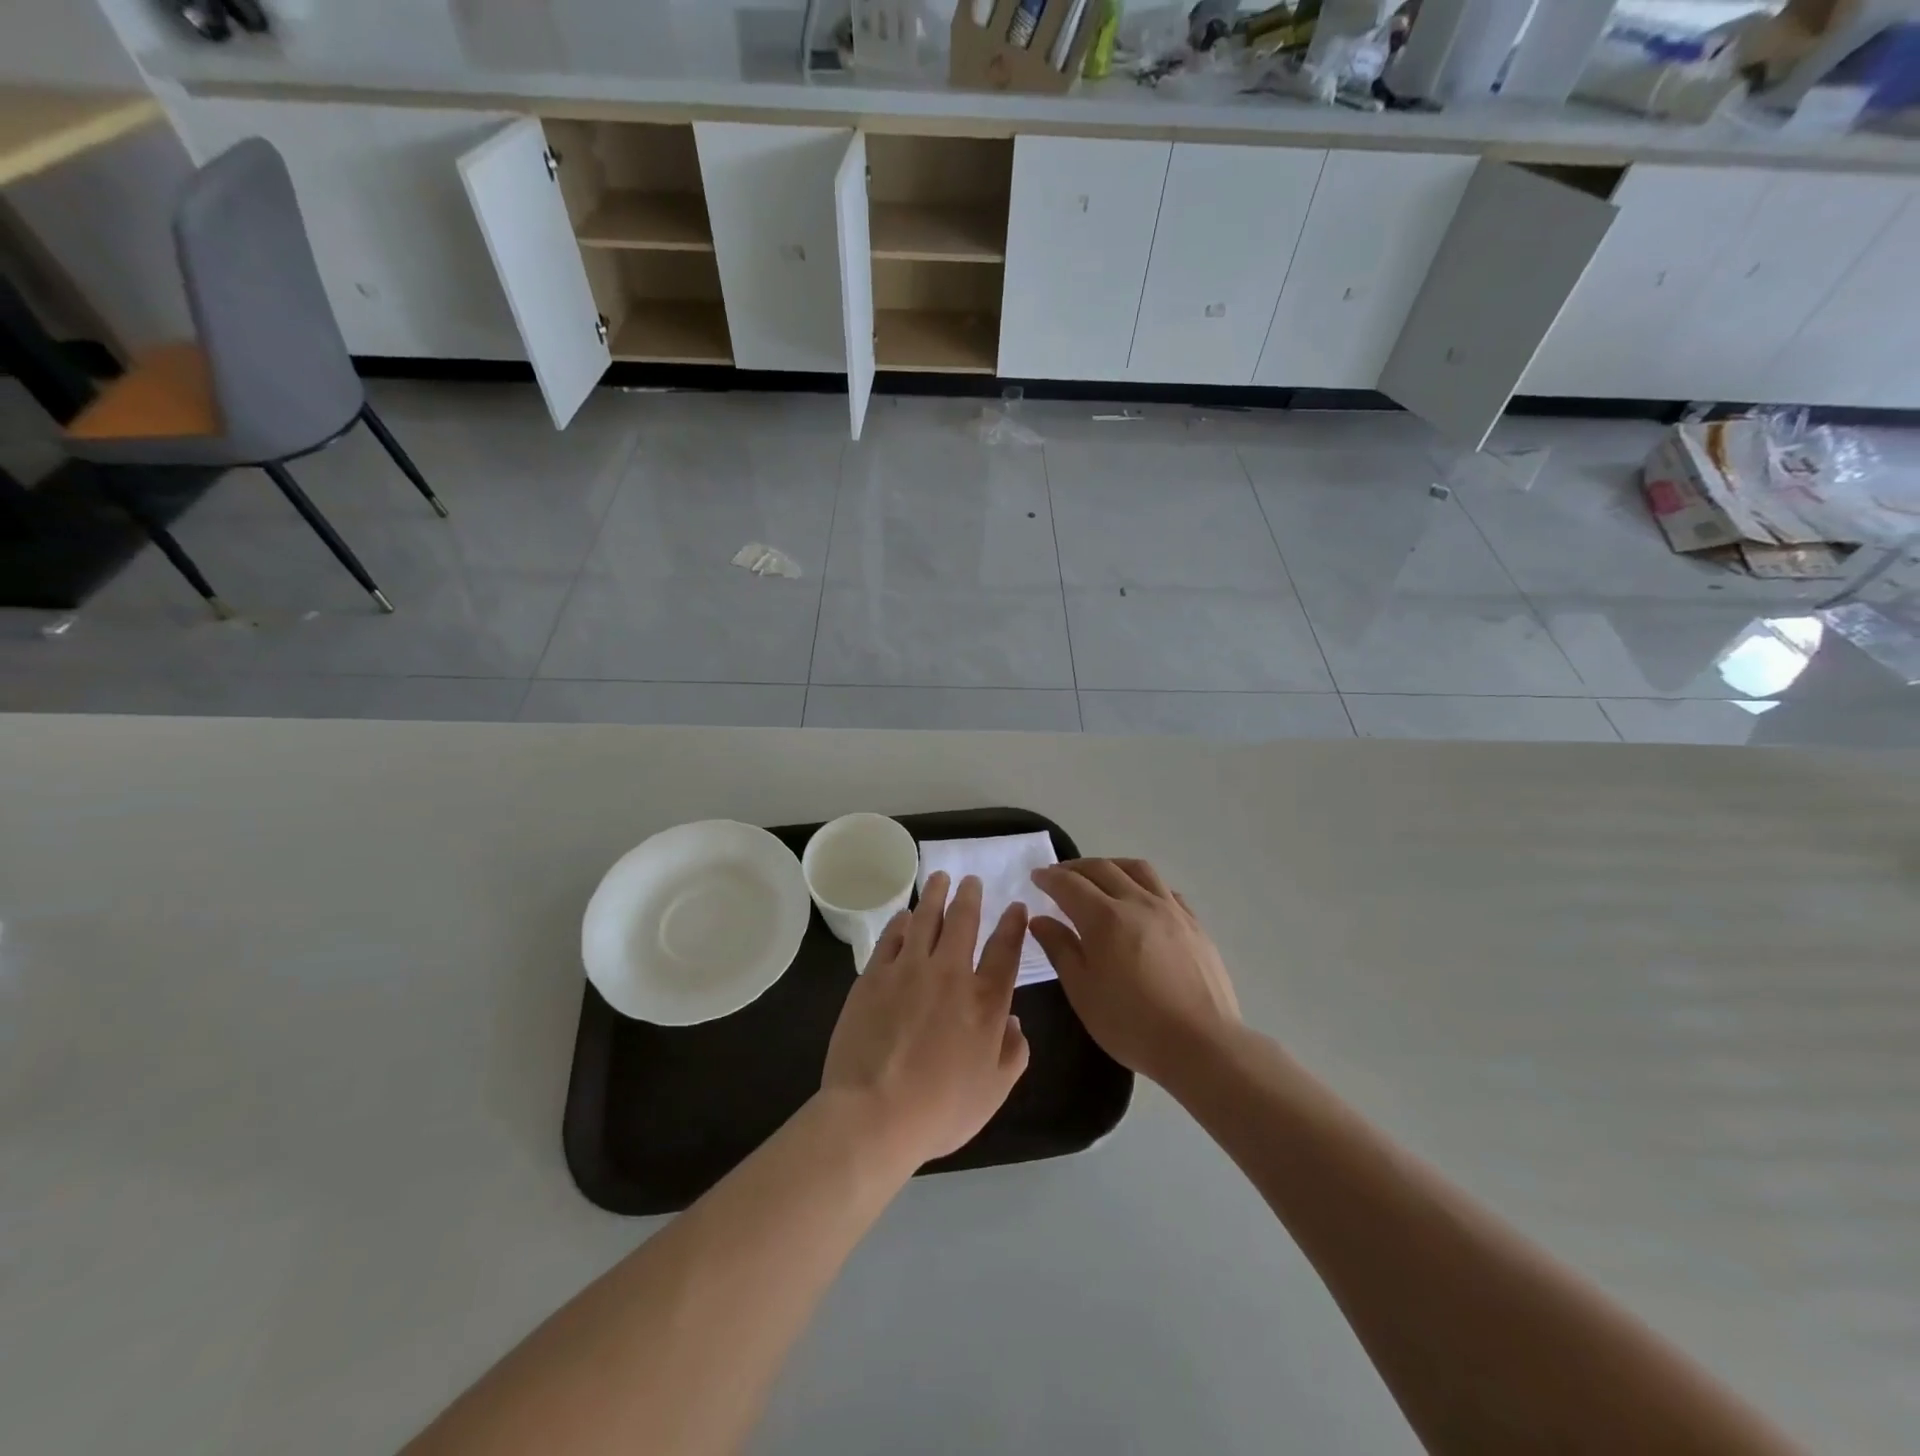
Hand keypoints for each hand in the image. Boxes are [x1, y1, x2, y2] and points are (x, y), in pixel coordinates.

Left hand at [820, 873, 1031, 1167]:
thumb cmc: (941, 1110)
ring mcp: (908, 970)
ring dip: (935, 895)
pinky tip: (904, 915)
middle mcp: (950, 974)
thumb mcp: (994, 1092)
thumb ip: (1012, 1053)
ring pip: (925, 919)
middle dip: (970, 896)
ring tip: (940, 878)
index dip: (1014, 925)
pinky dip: (901, 921)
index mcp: (985, 1000)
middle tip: (970, 880)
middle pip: (963, 922)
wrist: (874, 1113)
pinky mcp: (874, 976)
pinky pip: (891, 937)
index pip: (1006, 950)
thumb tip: (1015, 1023)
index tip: (1016, 906)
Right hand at [1029, 859, 1240, 1087]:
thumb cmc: (1131, 1023)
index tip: (1037, 876)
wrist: (1201, 1044)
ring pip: (1138, 869)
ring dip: (1111, 865)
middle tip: (1060, 874)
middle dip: (1075, 867)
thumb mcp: (1082, 991)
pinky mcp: (1194, 923)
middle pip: (1102, 869)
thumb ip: (1060, 949)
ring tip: (1100, 875)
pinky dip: (1144, 883)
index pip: (1069, 884)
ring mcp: (1170, 910)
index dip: (1050, 877)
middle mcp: (1137, 902)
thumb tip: (1039, 920)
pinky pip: (1164, 889)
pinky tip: (1141, 897)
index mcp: (1105, 918)